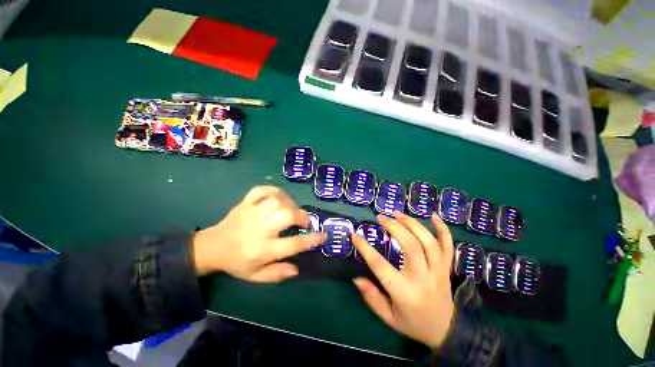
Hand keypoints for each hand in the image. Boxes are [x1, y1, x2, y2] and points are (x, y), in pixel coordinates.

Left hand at [192, 186, 324, 282]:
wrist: (212, 247)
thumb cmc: (237, 262)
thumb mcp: (256, 276)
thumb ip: (277, 274)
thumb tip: (297, 268)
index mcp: (262, 250)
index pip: (292, 244)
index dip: (311, 239)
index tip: (322, 235)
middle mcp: (258, 230)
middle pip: (286, 215)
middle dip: (301, 216)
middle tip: (304, 222)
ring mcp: (251, 213)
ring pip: (277, 201)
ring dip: (290, 203)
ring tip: (292, 210)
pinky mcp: (245, 203)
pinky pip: (262, 190)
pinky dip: (275, 190)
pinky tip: (280, 197)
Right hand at [352, 211, 454, 348]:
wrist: (446, 331)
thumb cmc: (413, 323)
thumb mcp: (388, 317)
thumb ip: (372, 298)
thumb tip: (356, 278)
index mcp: (405, 292)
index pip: (380, 265)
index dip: (365, 248)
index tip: (355, 234)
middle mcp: (423, 278)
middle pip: (410, 246)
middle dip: (394, 227)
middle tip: (380, 217)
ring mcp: (438, 271)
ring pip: (428, 241)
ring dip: (412, 223)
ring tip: (397, 213)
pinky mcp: (447, 267)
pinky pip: (448, 245)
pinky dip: (442, 229)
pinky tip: (433, 215)